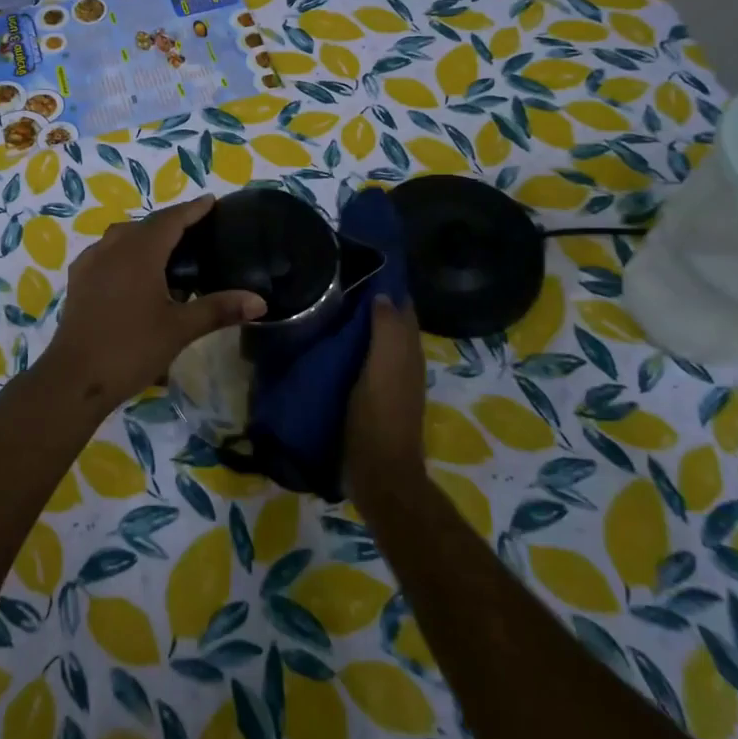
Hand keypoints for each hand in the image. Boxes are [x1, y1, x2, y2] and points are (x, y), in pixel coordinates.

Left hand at [37, 194, 265, 413]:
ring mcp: (90, 263)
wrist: (75, 378)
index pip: (170, 220)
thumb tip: (260, 301)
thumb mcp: (180, 329)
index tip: (211, 202)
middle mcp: (112, 248)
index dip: (192, 210)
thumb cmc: (131, 348)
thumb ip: (219, 309)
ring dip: (145, 235)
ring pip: (122, 236)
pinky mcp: (78, 281)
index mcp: (140, 252)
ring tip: (167, 250)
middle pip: (146, 225)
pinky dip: (124, 251)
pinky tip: (132, 272)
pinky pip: (105, 252)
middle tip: (196, 230)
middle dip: (171, 222)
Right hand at [343, 295, 427, 502]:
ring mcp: (389, 382)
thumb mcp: (382, 367)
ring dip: (360, 326)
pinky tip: (329, 345)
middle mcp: (404, 363)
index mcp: (408, 352)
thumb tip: (383, 294)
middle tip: (336, 283)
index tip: (358, 266)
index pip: (402, 308)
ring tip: (329, 308)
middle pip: (391, 324)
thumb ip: (386, 330)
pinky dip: (353, 348)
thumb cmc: (379, 415)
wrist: (379, 473)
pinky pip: (365, 362)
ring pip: (377, 343)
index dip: (386, 287)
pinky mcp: (373, 398)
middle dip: (372, 303)